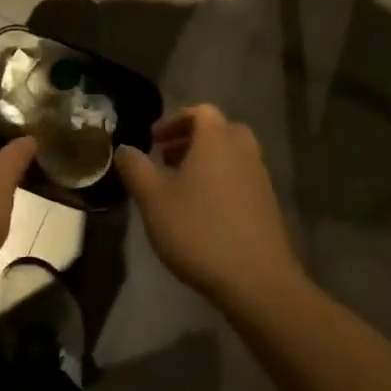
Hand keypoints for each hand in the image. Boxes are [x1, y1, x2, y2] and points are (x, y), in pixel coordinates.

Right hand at [115, 105, 306, 311]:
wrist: (255, 279)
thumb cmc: (198, 230)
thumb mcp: (153, 199)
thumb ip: (135, 168)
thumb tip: (124, 148)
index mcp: (216, 140)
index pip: (201, 111)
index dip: (174, 120)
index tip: (153, 141)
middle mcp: (243, 151)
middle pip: (219, 131)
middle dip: (191, 140)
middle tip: (166, 159)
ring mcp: (260, 179)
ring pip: (231, 156)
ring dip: (205, 162)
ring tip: (179, 188)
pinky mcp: (267, 205)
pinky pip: (240, 179)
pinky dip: (220, 182)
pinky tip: (201, 213)